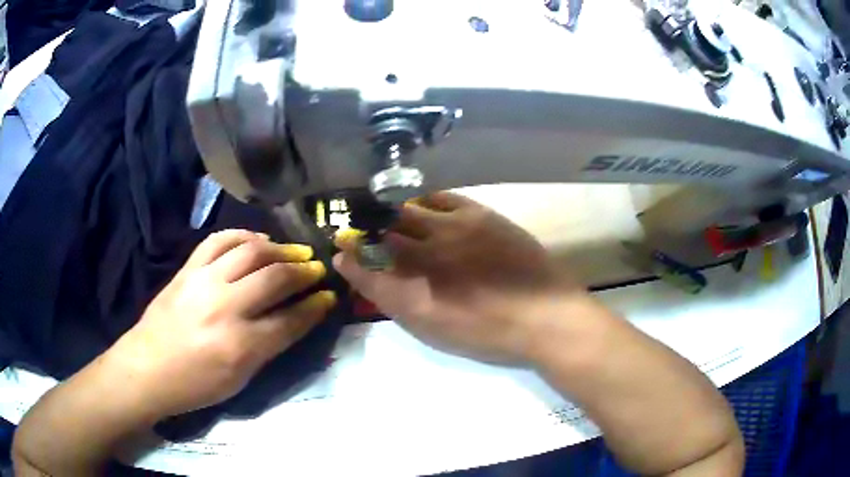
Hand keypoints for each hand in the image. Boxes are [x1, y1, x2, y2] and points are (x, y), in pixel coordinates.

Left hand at [104, 230, 335, 418]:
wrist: (147, 368)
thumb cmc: (195, 385)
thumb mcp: (239, 380)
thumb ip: (268, 347)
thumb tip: (294, 319)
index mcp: (240, 346)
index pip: (290, 320)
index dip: (315, 306)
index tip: (329, 296)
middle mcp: (225, 307)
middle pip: (275, 278)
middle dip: (303, 271)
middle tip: (317, 269)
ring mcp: (204, 282)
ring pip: (251, 251)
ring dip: (279, 249)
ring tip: (292, 253)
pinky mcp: (188, 268)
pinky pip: (220, 239)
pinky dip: (243, 235)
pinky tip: (256, 240)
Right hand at [333, 192, 588, 363]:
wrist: (544, 316)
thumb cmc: (488, 334)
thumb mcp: (433, 330)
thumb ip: (394, 300)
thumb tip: (361, 273)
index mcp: (415, 289)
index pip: (367, 266)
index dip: (351, 257)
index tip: (341, 251)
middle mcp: (428, 253)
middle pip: (384, 233)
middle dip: (367, 231)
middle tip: (362, 231)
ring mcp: (454, 229)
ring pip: (409, 211)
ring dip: (393, 214)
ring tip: (392, 217)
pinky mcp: (479, 214)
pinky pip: (443, 198)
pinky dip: (426, 202)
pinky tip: (425, 207)